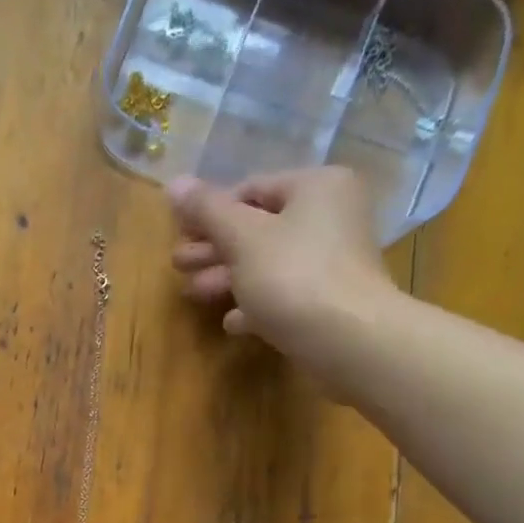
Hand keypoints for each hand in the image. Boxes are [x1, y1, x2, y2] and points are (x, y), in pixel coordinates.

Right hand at [168, 167, 399, 383]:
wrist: (349, 340)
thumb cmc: (293, 275)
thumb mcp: (241, 237)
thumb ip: (206, 210)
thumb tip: (173, 182)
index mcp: (316, 187)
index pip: (251, 189)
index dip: (209, 212)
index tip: (179, 235)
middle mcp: (330, 216)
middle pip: (258, 228)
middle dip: (214, 249)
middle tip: (178, 265)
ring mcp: (332, 261)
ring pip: (267, 263)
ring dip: (227, 278)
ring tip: (192, 293)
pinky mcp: (329, 301)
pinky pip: (284, 295)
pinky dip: (255, 304)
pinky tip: (232, 322)